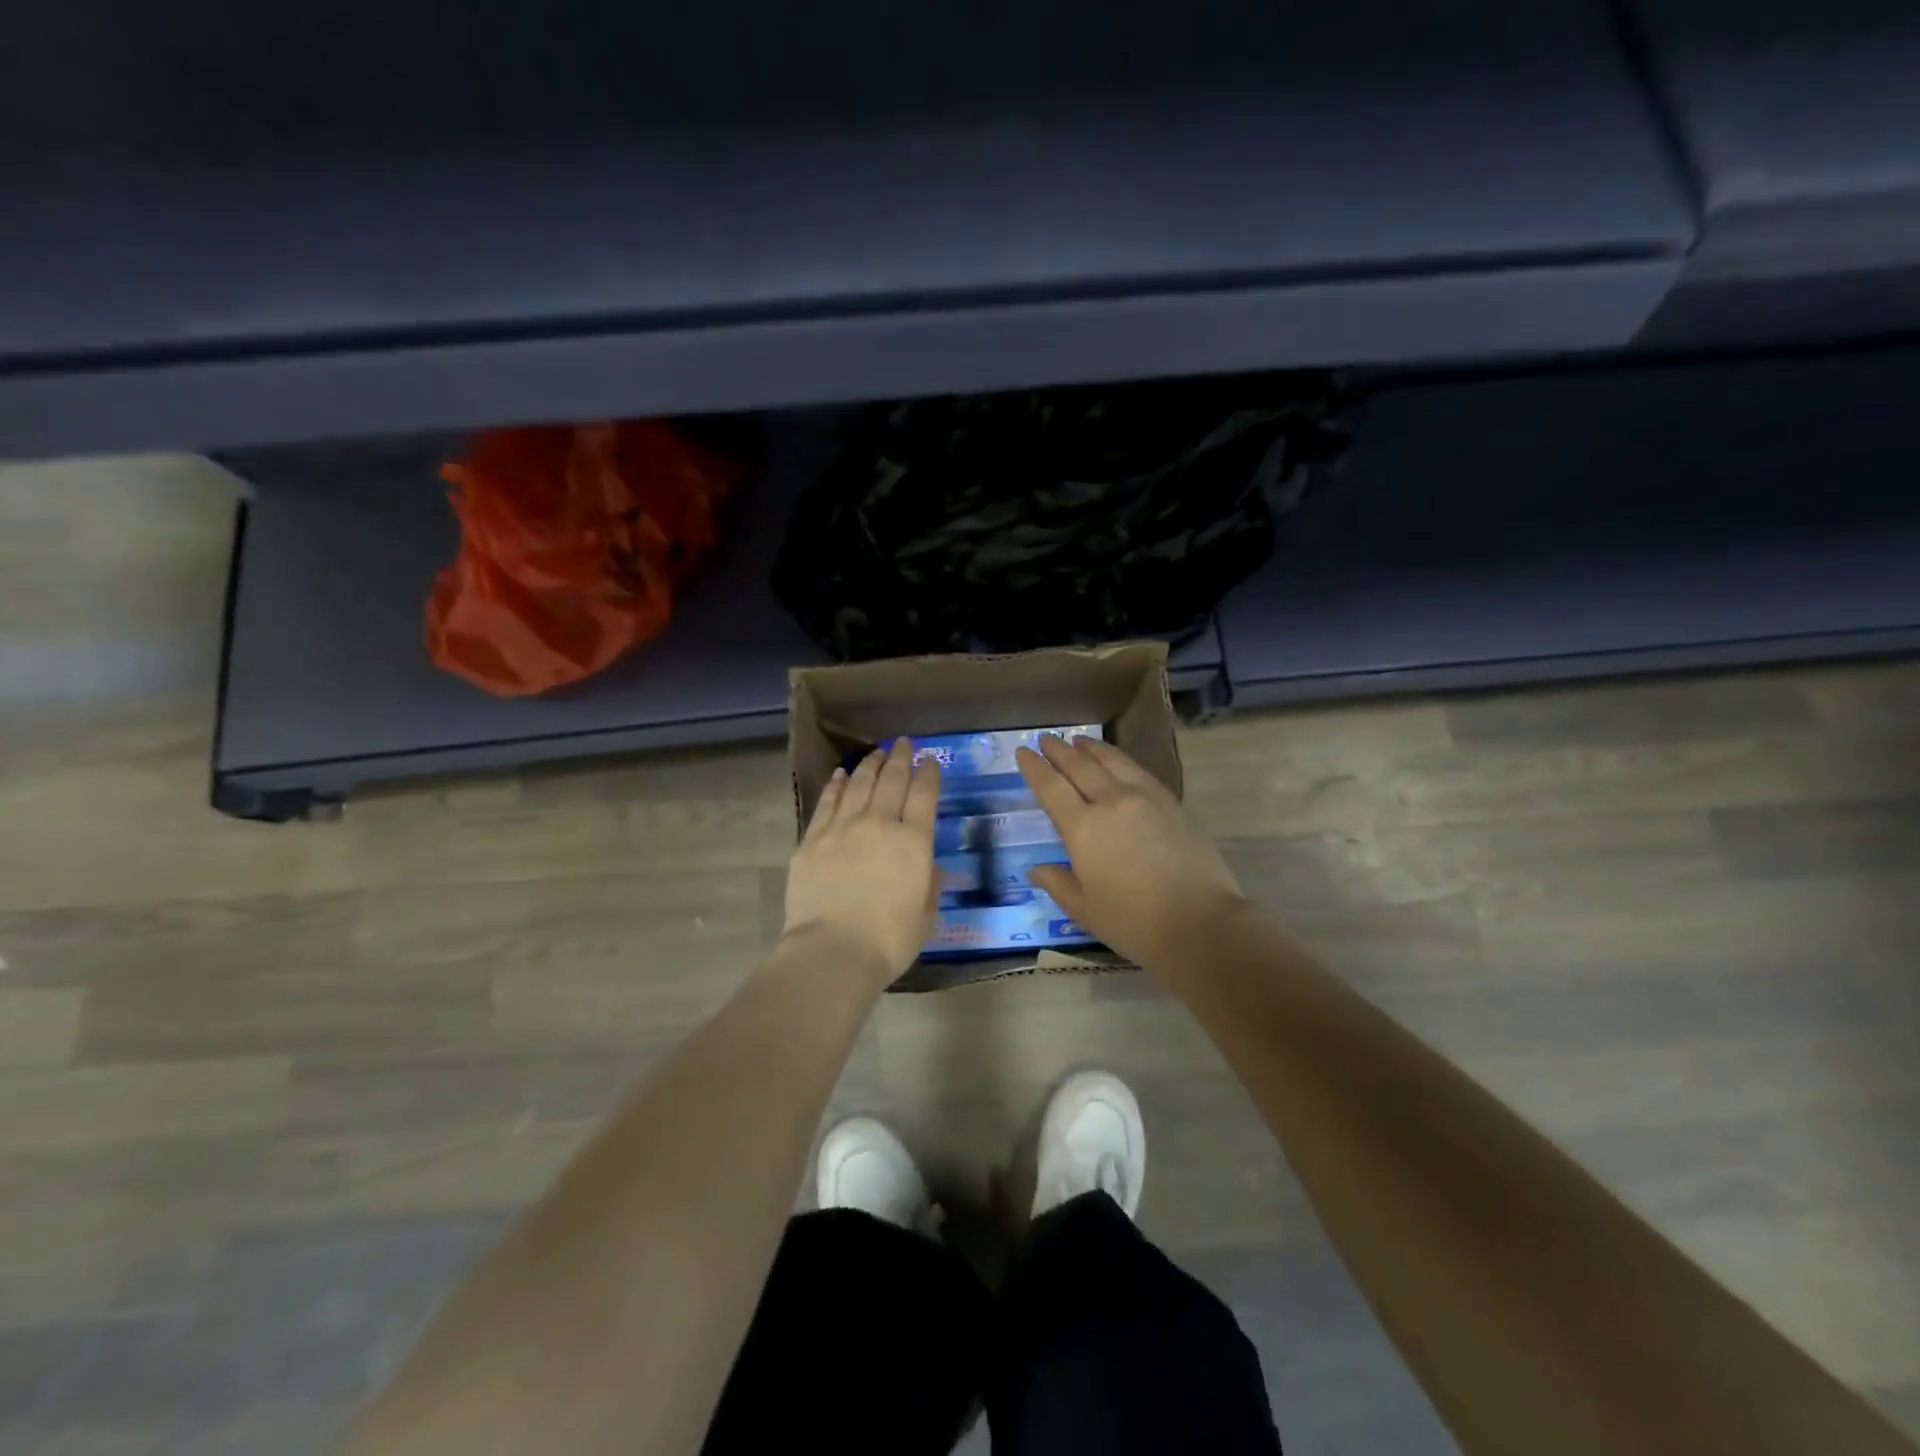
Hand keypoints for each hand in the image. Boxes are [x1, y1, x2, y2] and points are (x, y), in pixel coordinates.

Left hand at [782, 737, 941, 987]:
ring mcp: (843, 828)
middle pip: (892, 780)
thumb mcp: (926, 915)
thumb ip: (929, 884)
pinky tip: (842, 774)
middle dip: (901, 758)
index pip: (925, 795)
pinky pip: (828, 802)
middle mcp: (880, 825)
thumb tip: (927, 864)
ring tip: (877, 752)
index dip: (929, 774)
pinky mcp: (813, 839)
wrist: (832, 952)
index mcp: (914, 843)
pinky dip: (837, 784)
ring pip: (860, 784)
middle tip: (904, 743)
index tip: (931, 761)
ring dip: (871, 764)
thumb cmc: (889, 941)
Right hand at [1017, 736, 1247, 969]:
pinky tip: (1118, 762)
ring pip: (1112, 761)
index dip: (1035, 768)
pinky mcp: (1172, 803)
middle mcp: (1111, 802)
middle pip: (1080, 766)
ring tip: (1078, 740)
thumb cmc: (1133, 923)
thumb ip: (1058, 884)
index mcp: (1083, 828)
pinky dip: (1120, 759)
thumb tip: (1036, 870)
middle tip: (1045, 738)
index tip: (1023, 752)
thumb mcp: (1084, 909)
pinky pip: (1139, 771)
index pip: (1051, 788)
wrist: (1201, 923)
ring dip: (1091, 748)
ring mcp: (1145, 798)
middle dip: (1059, 750)